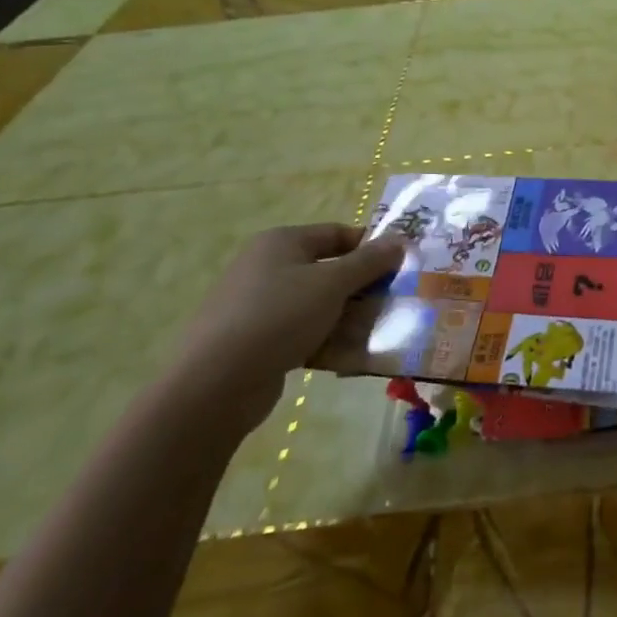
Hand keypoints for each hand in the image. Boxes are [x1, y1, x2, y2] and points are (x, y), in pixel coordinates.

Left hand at [168, 224, 404, 437]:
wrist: (215, 383)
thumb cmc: (278, 316)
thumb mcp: (332, 283)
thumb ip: (369, 261)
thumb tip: (400, 240)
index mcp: (282, 242)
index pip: (337, 233)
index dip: (371, 246)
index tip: (401, 266)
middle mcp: (268, 266)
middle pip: (329, 269)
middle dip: (363, 285)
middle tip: (396, 300)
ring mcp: (259, 304)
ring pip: (318, 303)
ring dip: (348, 316)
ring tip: (380, 330)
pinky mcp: (257, 340)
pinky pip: (302, 331)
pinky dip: (326, 339)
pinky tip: (349, 355)